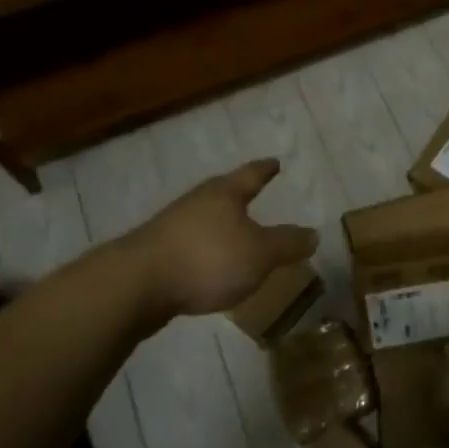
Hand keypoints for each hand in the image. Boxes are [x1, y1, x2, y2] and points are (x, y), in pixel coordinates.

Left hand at [105, 159, 317, 323]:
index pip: (251, 175)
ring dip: (218, 225)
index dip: (265, 169)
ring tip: (233, 234)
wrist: (135, 286)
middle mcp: (196, 202)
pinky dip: (202, 250)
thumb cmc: (207, 259)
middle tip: (253, 193)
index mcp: (224, 194)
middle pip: (222, 193)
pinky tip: (206, 266)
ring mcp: (170, 227)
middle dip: (238, 195)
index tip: (275, 162)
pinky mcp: (153, 254)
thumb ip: (287, 244)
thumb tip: (313, 234)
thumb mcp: (260, 254)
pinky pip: (188, 245)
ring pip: (202, 219)